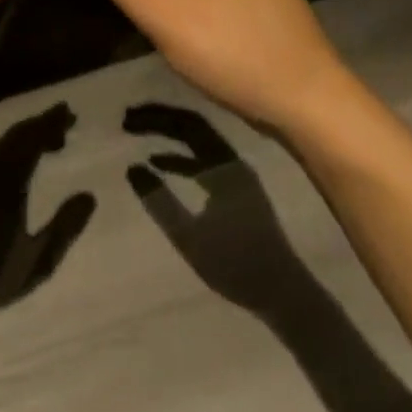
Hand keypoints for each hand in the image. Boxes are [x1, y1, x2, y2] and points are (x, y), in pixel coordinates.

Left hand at [0, 104, 95, 334]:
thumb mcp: (37, 262)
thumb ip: (65, 228)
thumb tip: (89, 196)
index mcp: (8, 180)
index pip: (32, 138)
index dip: (52, 123)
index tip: (70, 114)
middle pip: (16, 136)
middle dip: (40, 125)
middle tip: (64, 122)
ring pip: (1, 146)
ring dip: (24, 138)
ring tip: (46, 144)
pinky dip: (8, 151)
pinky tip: (15, 168)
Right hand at [124, 103, 298, 319]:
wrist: (284, 294)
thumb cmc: (236, 265)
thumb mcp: (190, 237)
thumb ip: (159, 201)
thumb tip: (132, 167)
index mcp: (224, 166)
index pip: (185, 125)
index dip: (155, 118)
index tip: (127, 119)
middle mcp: (232, 160)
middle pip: (192, 125)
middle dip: (159, 119)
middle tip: (128, 120)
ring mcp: (236, 173)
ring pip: (197, 140)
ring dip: (168, 134)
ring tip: (138, 133)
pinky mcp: (237, 187)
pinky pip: (203, 157)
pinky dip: (180, 154)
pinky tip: (159, 163)